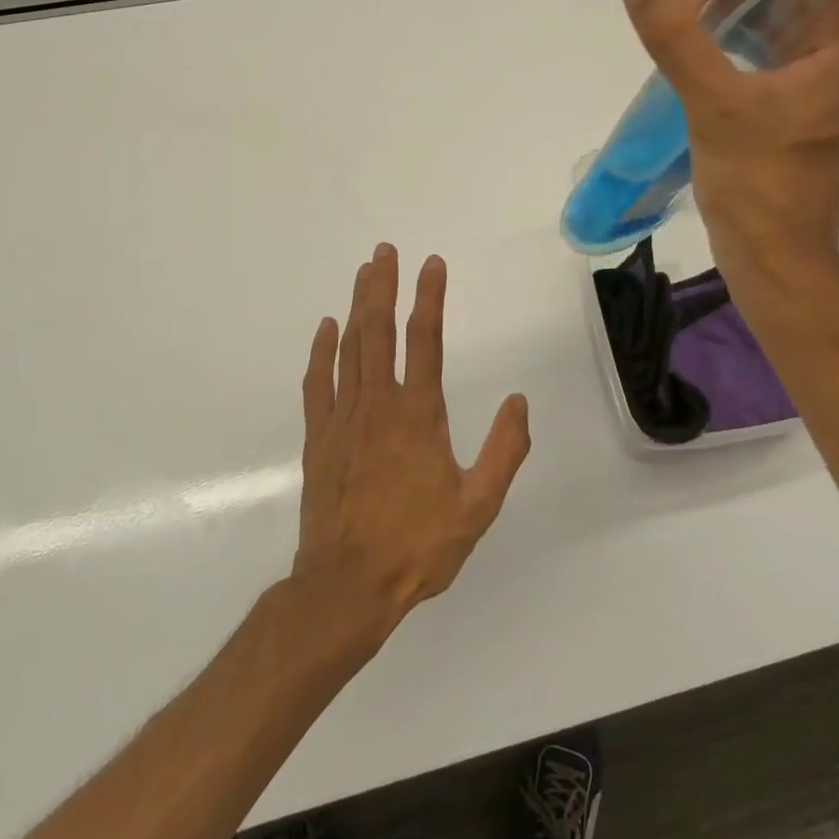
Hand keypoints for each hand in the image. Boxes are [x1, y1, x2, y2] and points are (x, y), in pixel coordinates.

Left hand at [291, 244, 530, 641]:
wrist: (346, 588)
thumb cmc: (417, 546)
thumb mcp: (478, 506)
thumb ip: (504, 451)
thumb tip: (519, 402)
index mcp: (418, 415)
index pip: (425, 341)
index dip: (429, 298)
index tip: (431, 263)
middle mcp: (378, 405)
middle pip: (378, 331)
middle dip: (382, 286)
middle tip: (384, 250)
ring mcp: (343, 419)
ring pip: (348, 348)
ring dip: (356, 307)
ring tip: (363, 273)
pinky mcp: (320, 439)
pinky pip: (319, 383)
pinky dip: (321, 352)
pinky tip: (326, 329)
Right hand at [617, 0, 838, 282]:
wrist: (771, 264)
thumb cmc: (757, 185)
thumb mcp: (714, 103)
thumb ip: (676, 36)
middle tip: (688, 17)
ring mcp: (820, 92)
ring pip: (777, 31)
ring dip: (731, 26)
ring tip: (685, 40)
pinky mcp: (796, 117)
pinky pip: (767, 64)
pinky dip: (733, 56)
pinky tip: (695, 66)